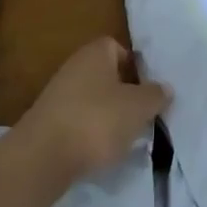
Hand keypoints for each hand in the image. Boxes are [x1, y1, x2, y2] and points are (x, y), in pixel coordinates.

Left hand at [17, 37, 168, 185]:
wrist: (41, 157)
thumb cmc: (96, 120)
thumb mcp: (138, 107)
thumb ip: (155, 95)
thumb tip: (165, 88)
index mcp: (96, 52)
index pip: (120, 49)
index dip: (136, 68)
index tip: (148, 91)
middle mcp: (75, 66)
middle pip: (107, 75)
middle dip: (124, 95)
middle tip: (140, 116)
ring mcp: (58, 94)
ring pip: (93, 100)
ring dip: (108, 116)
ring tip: (123, 139)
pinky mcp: (48, 122)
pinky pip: (78, 121)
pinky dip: (89, 133)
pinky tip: (98, 151)